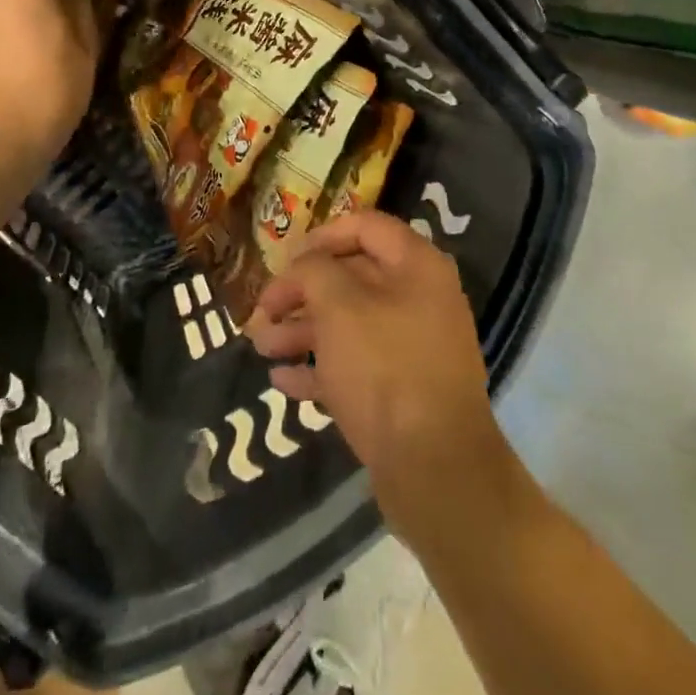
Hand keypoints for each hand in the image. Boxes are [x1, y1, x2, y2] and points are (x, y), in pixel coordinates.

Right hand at [246, 212, 514, 533]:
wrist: (434, 468)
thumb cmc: (385, 367)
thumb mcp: (339, 306)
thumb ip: (314, 272)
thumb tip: (305, 266)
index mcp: (416, 266)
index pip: (366, 226)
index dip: (323, 235)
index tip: (286, 257)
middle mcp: (419, 299)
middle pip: (353, 277)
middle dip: (302, 291)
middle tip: (262, 310)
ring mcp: (413, 347)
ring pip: (349, 324)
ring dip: (303, 330)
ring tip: (261, 347)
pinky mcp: (403, 391)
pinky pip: (356, 366)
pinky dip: (320, 368)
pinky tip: (282, 381)